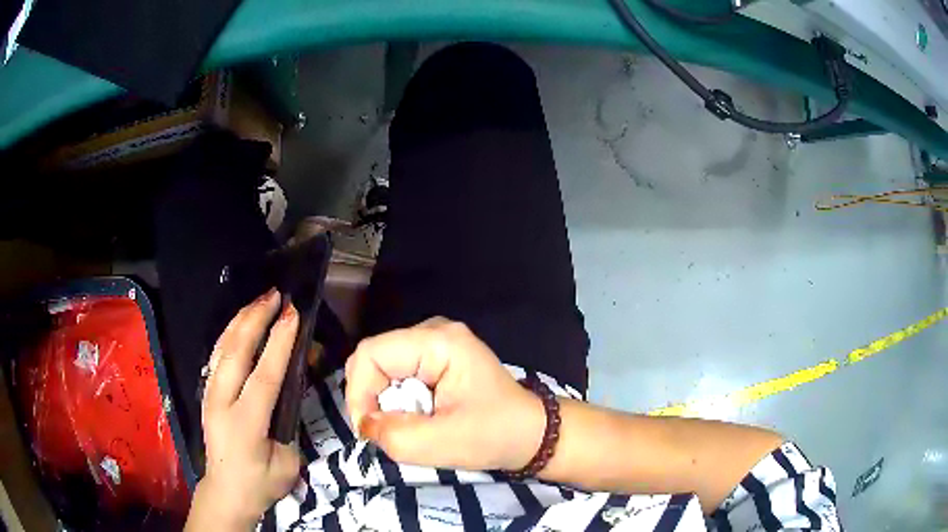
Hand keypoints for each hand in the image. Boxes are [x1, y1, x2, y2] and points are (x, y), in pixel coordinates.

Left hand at [186, 289, 300, 530]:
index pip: (264, 375)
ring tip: (259, 301)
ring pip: (222, 348)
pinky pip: (217, 355)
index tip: (293, 314)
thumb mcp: (287, 462)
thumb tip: (292, 389)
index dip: (279, 343)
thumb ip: (289, 423)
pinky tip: (241, 323)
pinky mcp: (206, 393)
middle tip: (275, 295)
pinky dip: (230, 334)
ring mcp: (209, 395)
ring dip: (241, 320)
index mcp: (245, 424)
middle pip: (236, 351)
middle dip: (256, 318)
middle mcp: (221, 402)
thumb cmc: (261, 483)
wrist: (226, 492)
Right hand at [345, 318, 544, 471]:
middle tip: (384, 431)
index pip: (372, 354)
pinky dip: (396, 400)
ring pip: (382, 368)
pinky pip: (397, 374)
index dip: (359, 391)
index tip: (368, 429)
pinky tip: (415, 417)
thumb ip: (396, 435)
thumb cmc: (496, 435)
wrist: (532, 433)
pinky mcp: (435, 358)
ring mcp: (434, 342)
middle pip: (375, 358)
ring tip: (404, 426)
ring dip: (383, 401)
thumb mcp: (445, 443)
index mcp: (439, 342)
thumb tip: (365, 425)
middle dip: (370, 398)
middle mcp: (433, 331)